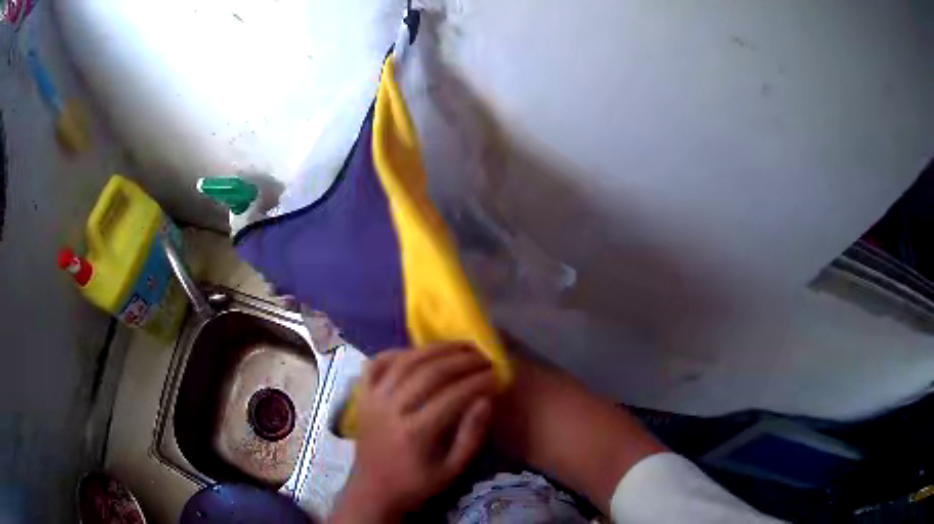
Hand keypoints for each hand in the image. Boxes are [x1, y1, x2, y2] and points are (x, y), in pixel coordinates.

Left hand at [331, 344, 496, 522]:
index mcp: (416, 432)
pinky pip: (376, 364)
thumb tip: (486, 400)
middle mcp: (392, 409)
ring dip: (435, 349)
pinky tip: (416, 351)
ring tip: (460, 346)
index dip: (479, 381)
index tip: (498, 374)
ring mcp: (373, 399)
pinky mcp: (363, 397)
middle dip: (462, 360)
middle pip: (430, 372)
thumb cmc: (416, 484)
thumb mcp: (452, 470)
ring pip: (405, 362)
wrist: (373, 490)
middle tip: (484, 356)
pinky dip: (395, 352)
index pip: (453, 396)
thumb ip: (471, 436)